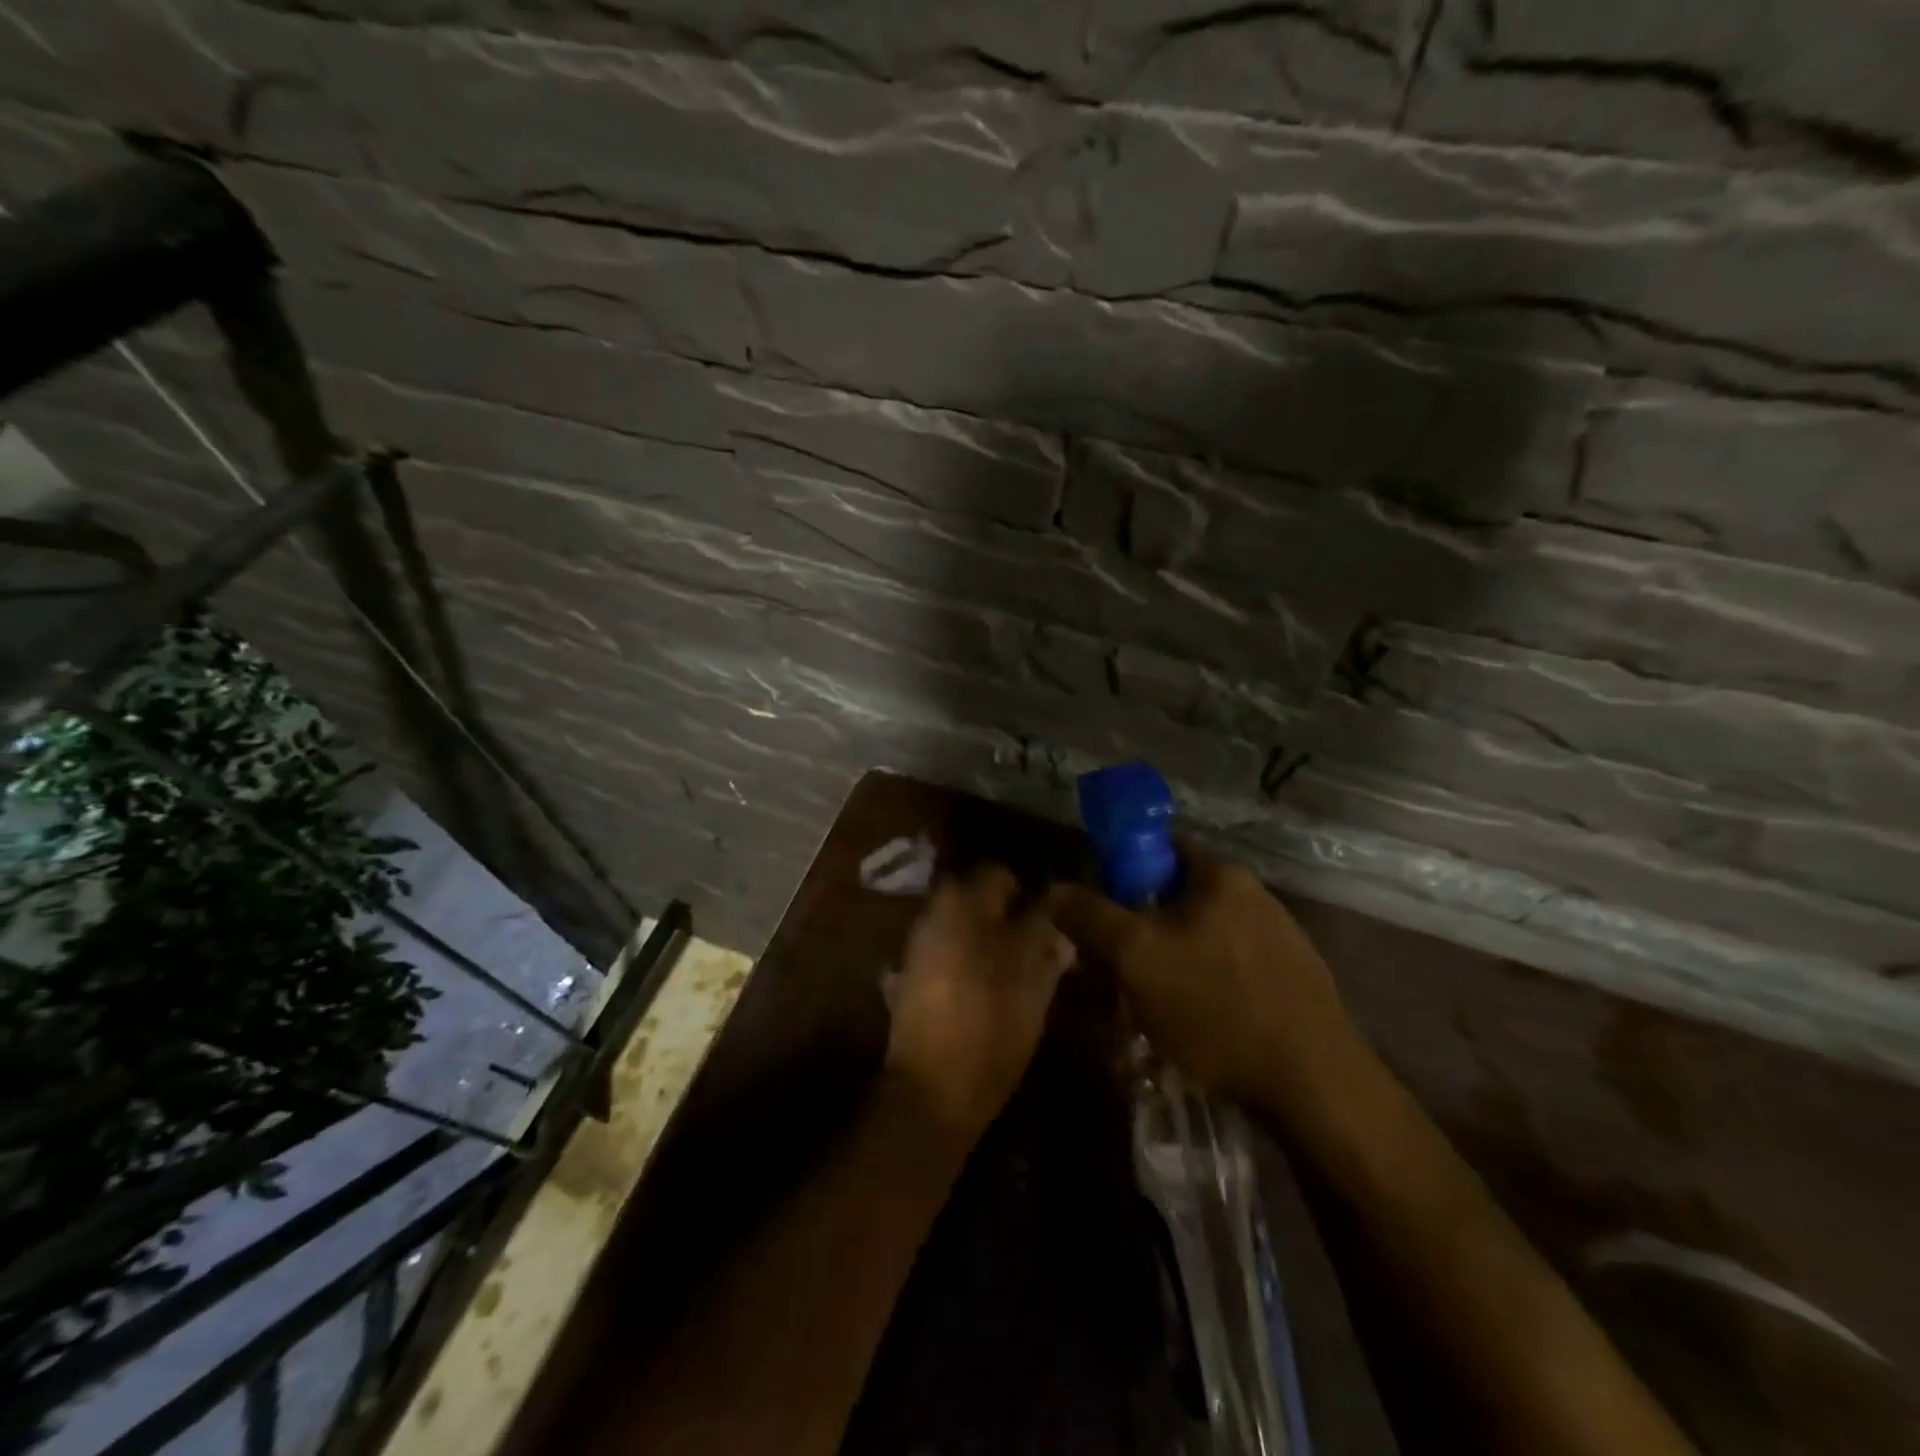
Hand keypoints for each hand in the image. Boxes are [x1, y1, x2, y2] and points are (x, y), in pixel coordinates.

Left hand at [884, 865, 1075, 1141]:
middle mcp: (934, 916)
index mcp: (964, 907)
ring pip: (957, 921)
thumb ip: (1043, 940)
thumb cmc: (991, 1029)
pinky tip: (983, 978)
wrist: (932, 1090)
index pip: (997, 873)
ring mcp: (917, 947)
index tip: (1048, 909)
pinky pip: (944, 948)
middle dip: (1001, 908)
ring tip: (1010, 958)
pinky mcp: (910, 976)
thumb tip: (1053, 912)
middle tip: (1031, 933)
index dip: (1026, 888)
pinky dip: (963, 953)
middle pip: (972, 894)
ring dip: (981, 930)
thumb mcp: (1032, 984)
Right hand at [1048, 847, 1355, 1108]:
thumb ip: (1090, 916)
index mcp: (1223, 876)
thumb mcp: (1137, 957)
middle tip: (1114, 968)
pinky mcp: (1294, 985)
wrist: (1316, 1087)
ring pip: (1202, 940)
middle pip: (1178, 898)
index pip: (1160, 848)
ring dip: (1170, 963)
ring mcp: (1282, 941)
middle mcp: (1257, 897)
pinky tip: (1193, 1027)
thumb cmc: (1217, 1007)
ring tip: (1148, 1006)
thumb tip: (1054, 890)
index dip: (1121, 872)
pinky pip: (1230, 972)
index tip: (1099, 911)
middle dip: (1141, 928)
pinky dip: (1203, 988)